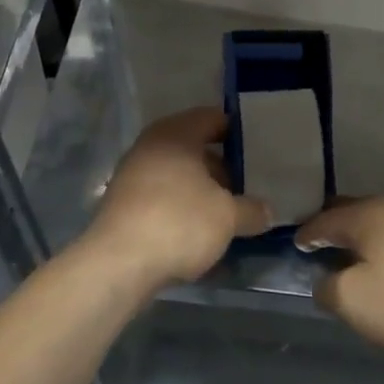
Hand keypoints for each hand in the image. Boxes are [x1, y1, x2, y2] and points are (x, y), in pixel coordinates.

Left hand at [82, 107, 273, 288]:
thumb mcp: (227, 217)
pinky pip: (162, 194)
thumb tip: (266, 211)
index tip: (261, 148)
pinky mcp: (124, 203)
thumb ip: (251, 209)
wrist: (117, 265)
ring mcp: (133, 174)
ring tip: (229, 210)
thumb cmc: (179, 223)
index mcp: (176, 133)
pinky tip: (199, 228)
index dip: (238, 132)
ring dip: (202, 188)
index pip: (213, 118)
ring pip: (178, 173)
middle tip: (249, 183)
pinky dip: (182, 204)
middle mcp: (151, 145)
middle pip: (195, 147)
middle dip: (222, 166)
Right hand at [294, 197, 383, 367]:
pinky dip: (382, 242)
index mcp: (367, 214)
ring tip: (348, 254)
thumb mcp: (353, 301)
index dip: (306, 233)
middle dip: (332, 226)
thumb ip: (327, 287)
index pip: (324, 219)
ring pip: (378, 220)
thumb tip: (325, 280)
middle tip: (316, 244)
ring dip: (359, 234)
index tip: (294, 245)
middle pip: (352, 211)